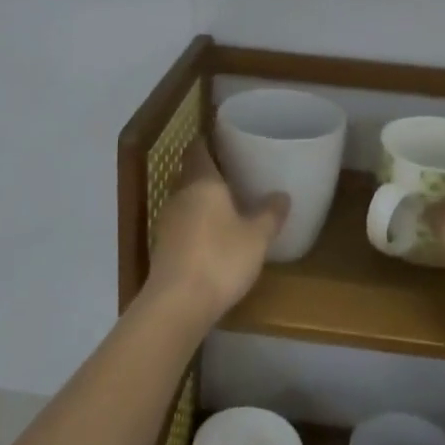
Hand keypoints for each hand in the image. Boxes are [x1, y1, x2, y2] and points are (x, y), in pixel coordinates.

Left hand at [144, 141, 287, 328]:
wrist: (177, 303)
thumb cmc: (221, 259)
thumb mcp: (257, 237)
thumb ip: (270, 214)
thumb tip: (282, 195)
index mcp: (202, 181)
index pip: (198, 149)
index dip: (209, 141)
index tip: (226, 140)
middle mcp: (180, 194)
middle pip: (191, 174)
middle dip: (210, 172)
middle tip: (236, 173)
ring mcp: (167, 221)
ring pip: (186, 200)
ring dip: (203, 200)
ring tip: (229, 205)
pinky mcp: (162, 247)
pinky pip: (182, 224)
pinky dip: (197, 224)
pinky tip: (214, 236)